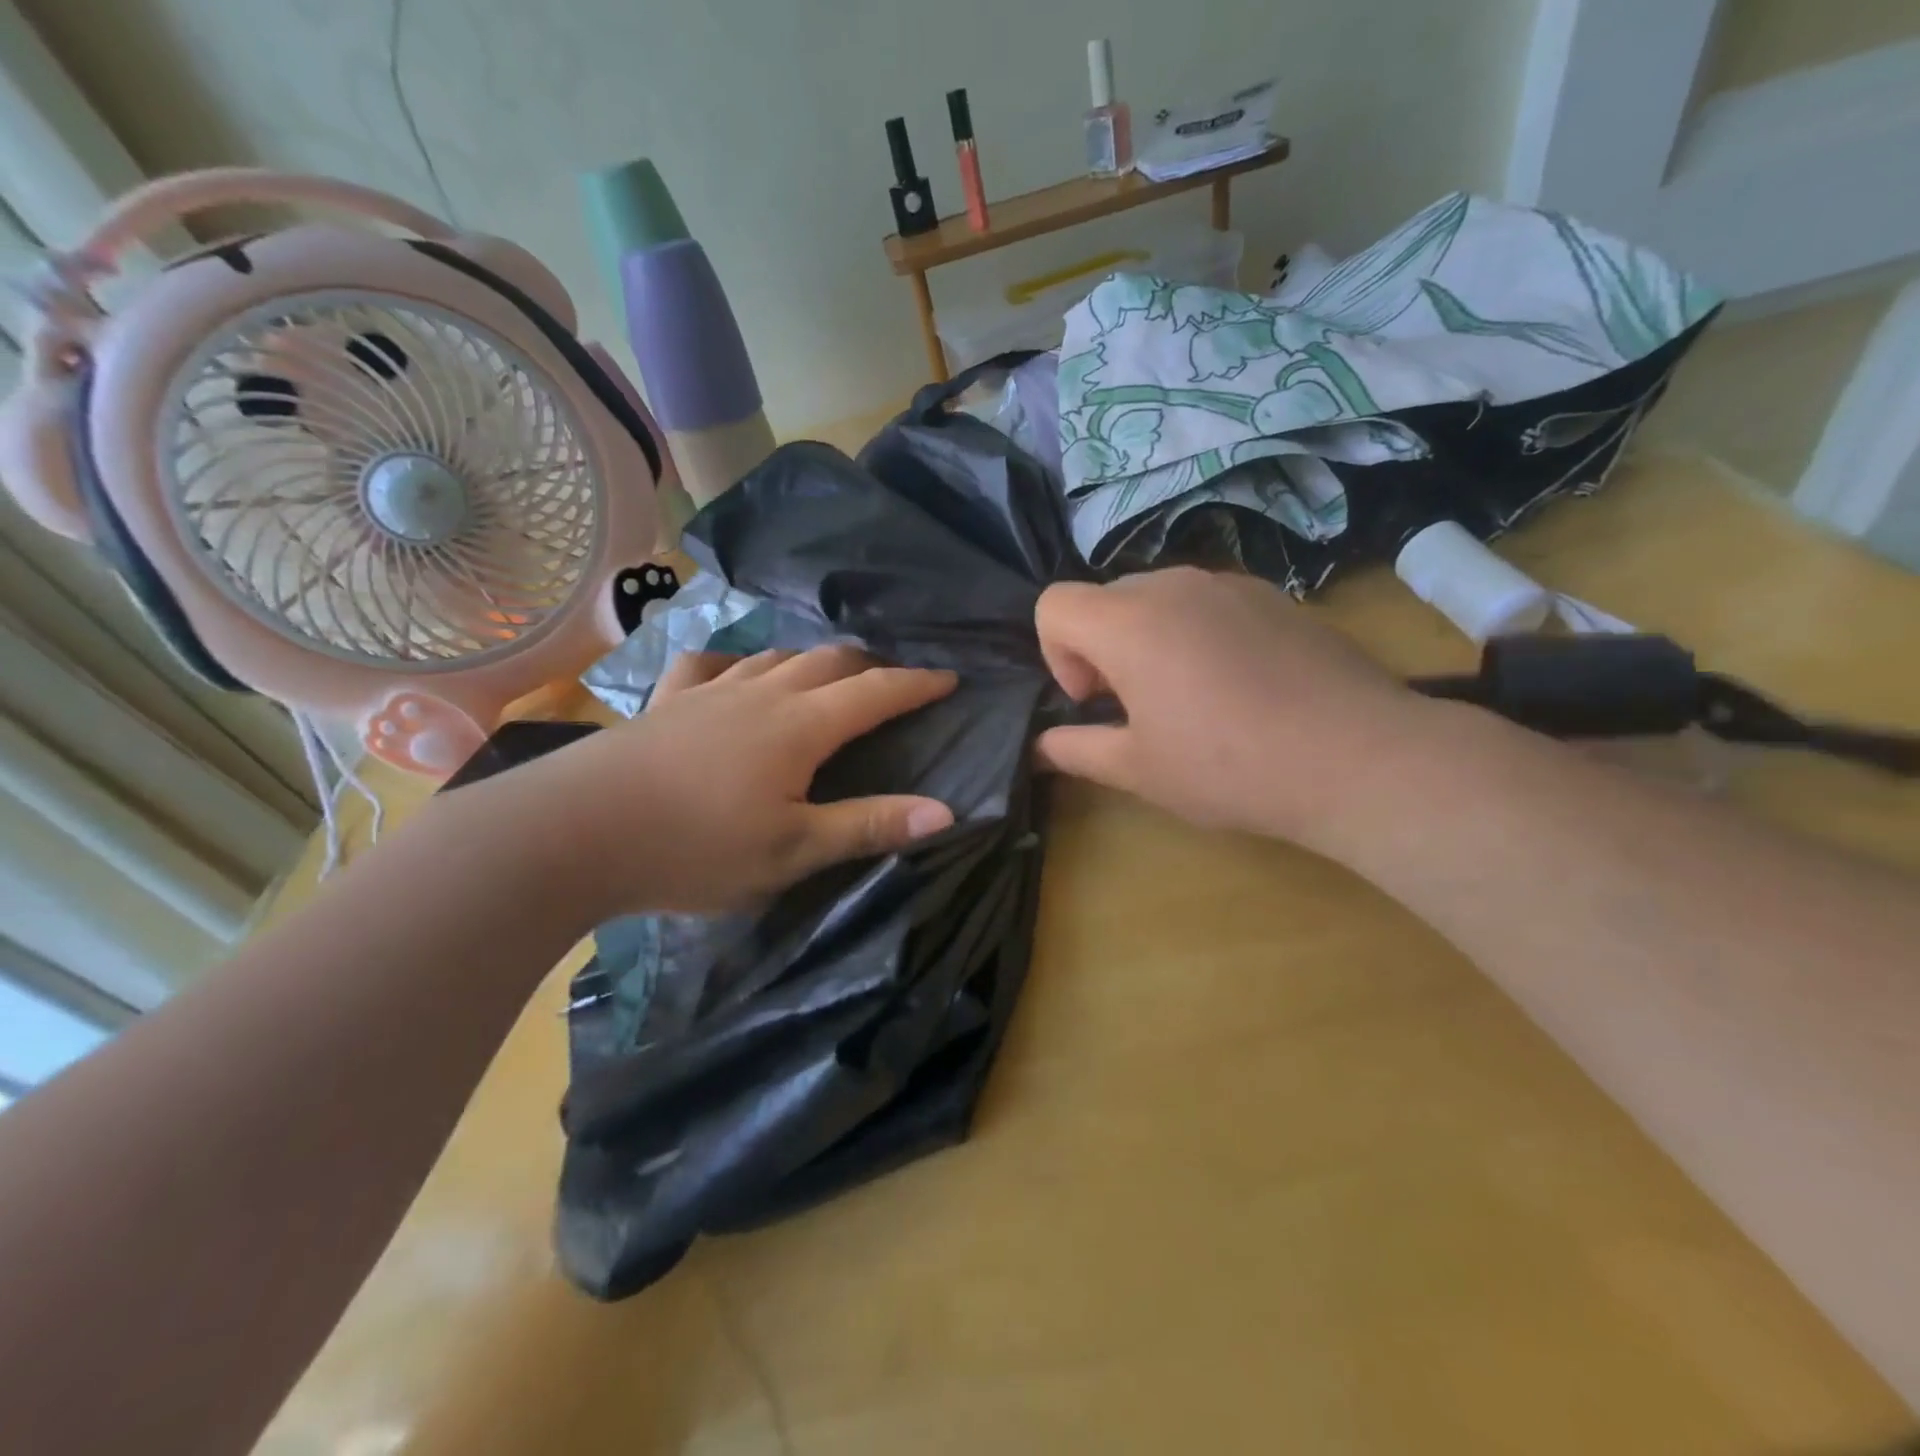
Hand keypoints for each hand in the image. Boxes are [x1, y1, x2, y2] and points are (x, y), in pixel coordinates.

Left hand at [523, 646, 957, 914]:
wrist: (574, 832)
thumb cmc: (695, 847)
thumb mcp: (792, 850)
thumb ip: (868, 826)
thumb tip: (945, 811)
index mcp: (800, 726)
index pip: (875, 692)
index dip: (916, 683)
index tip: (949, 677)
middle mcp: (760, 694)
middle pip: (828, 661)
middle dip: (869, 665)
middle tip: (893, 679)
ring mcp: (708, 692)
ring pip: (774, 657)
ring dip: (811, 660)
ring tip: (827, 673)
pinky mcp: (665, 702)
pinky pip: (707, 666)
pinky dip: (733, 663)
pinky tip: (731, 674)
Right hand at [1034, 568, 1432, 849]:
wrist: (1358, 757)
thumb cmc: (1228, 767)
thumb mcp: (1138, 770)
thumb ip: (1076, 750)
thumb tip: (1041, 746)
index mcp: (1128, 622)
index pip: (1053, 605)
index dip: (1057, 654)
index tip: (1094, 700)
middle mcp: (1173, 586)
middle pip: (1106, 598)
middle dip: (1102, 648)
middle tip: (1138, 705)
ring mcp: (1230, 584)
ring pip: (1159, 598)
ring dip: (1151, 639)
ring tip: (1192, 697)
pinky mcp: (1275, 596)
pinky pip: (1210, 603)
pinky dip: (1200, 633)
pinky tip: (1241, 686)